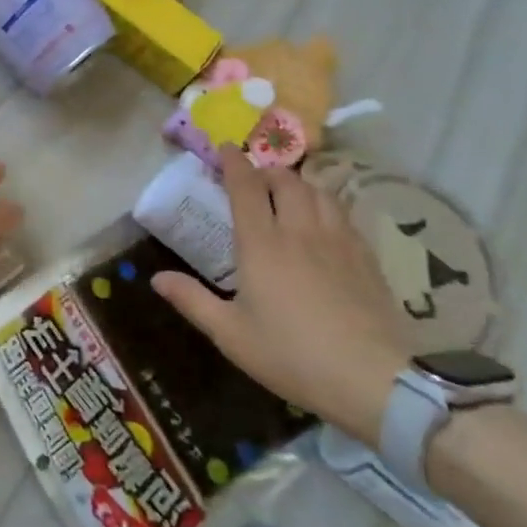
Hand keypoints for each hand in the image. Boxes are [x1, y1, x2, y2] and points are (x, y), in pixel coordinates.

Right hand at [151, 149, 411, 444]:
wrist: (370, 379)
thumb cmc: (290, 355)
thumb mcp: (230, 333)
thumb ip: (192, 300)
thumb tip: (156, 278)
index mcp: (261, 243)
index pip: (246, 187)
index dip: (234, 163)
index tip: (225, 147)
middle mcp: (300, 231)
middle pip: (286, 181)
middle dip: (267, 171)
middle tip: (255, 180)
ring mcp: (338, 241)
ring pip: (319, 192)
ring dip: (300, 184)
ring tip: (290, 194)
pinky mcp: (366, 257)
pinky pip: (344, 214)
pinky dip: (326, 205)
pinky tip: (324, 224)